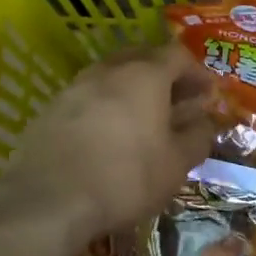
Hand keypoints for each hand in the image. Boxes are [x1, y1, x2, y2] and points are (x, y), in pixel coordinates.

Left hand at [0, 43, 215, 243]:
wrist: (48, 200)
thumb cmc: (125, 178)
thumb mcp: (176, 165)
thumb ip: (197, 137)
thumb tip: (203, 123)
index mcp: (144, 75)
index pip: (177, 55)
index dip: (197, 72)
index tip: (207, 94)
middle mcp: (108, 70)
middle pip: (142, 58)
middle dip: (164, 76)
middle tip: (177, 102)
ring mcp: (74, 87)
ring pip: (111, 76)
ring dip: (132, 91)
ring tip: (143, 120)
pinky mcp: (50, 109)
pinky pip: (88, 98)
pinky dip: (105, 108)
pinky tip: (108, 136)